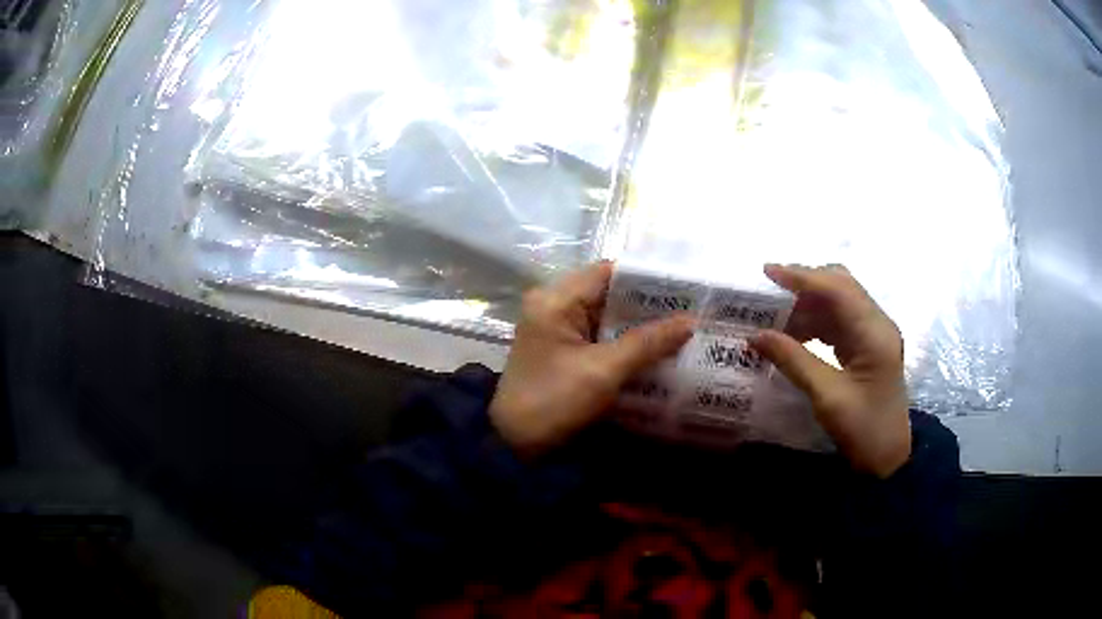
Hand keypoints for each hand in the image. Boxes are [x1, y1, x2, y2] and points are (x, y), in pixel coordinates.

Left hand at [490, 262, 693, 458]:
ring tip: (683, 325)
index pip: (608, 272)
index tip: (684, 286)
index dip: (647, 277)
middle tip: (691, 307)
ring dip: (640, 324)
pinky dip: (626, 341)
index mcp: (555, 300)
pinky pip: (600, 337)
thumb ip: (647, 343)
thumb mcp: (603, 371)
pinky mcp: (563, 351)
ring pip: (607, 316)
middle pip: (609, 293)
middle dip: (649, 303)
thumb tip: (690, 321)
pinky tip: (657, 348)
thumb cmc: (554, 401)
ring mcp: (557, 329)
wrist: (516, 445)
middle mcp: (554, 306)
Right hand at [752, 264, 910, 477]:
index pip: (837, 289)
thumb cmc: (863, 429)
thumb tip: (755, 335)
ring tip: (775, 318)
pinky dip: (815, 321)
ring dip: (807, 305)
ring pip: (838, 302)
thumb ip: (793, 360)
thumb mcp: (827, 397)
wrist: (888, 458)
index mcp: (874, 332)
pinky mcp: (868, 346)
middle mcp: (877, 323)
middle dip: (804, 284)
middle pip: (840, 286)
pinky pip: (839, 321)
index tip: (767, 272)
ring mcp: (874, 333)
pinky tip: (795, 334)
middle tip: (769, 293)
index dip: (802, 277)